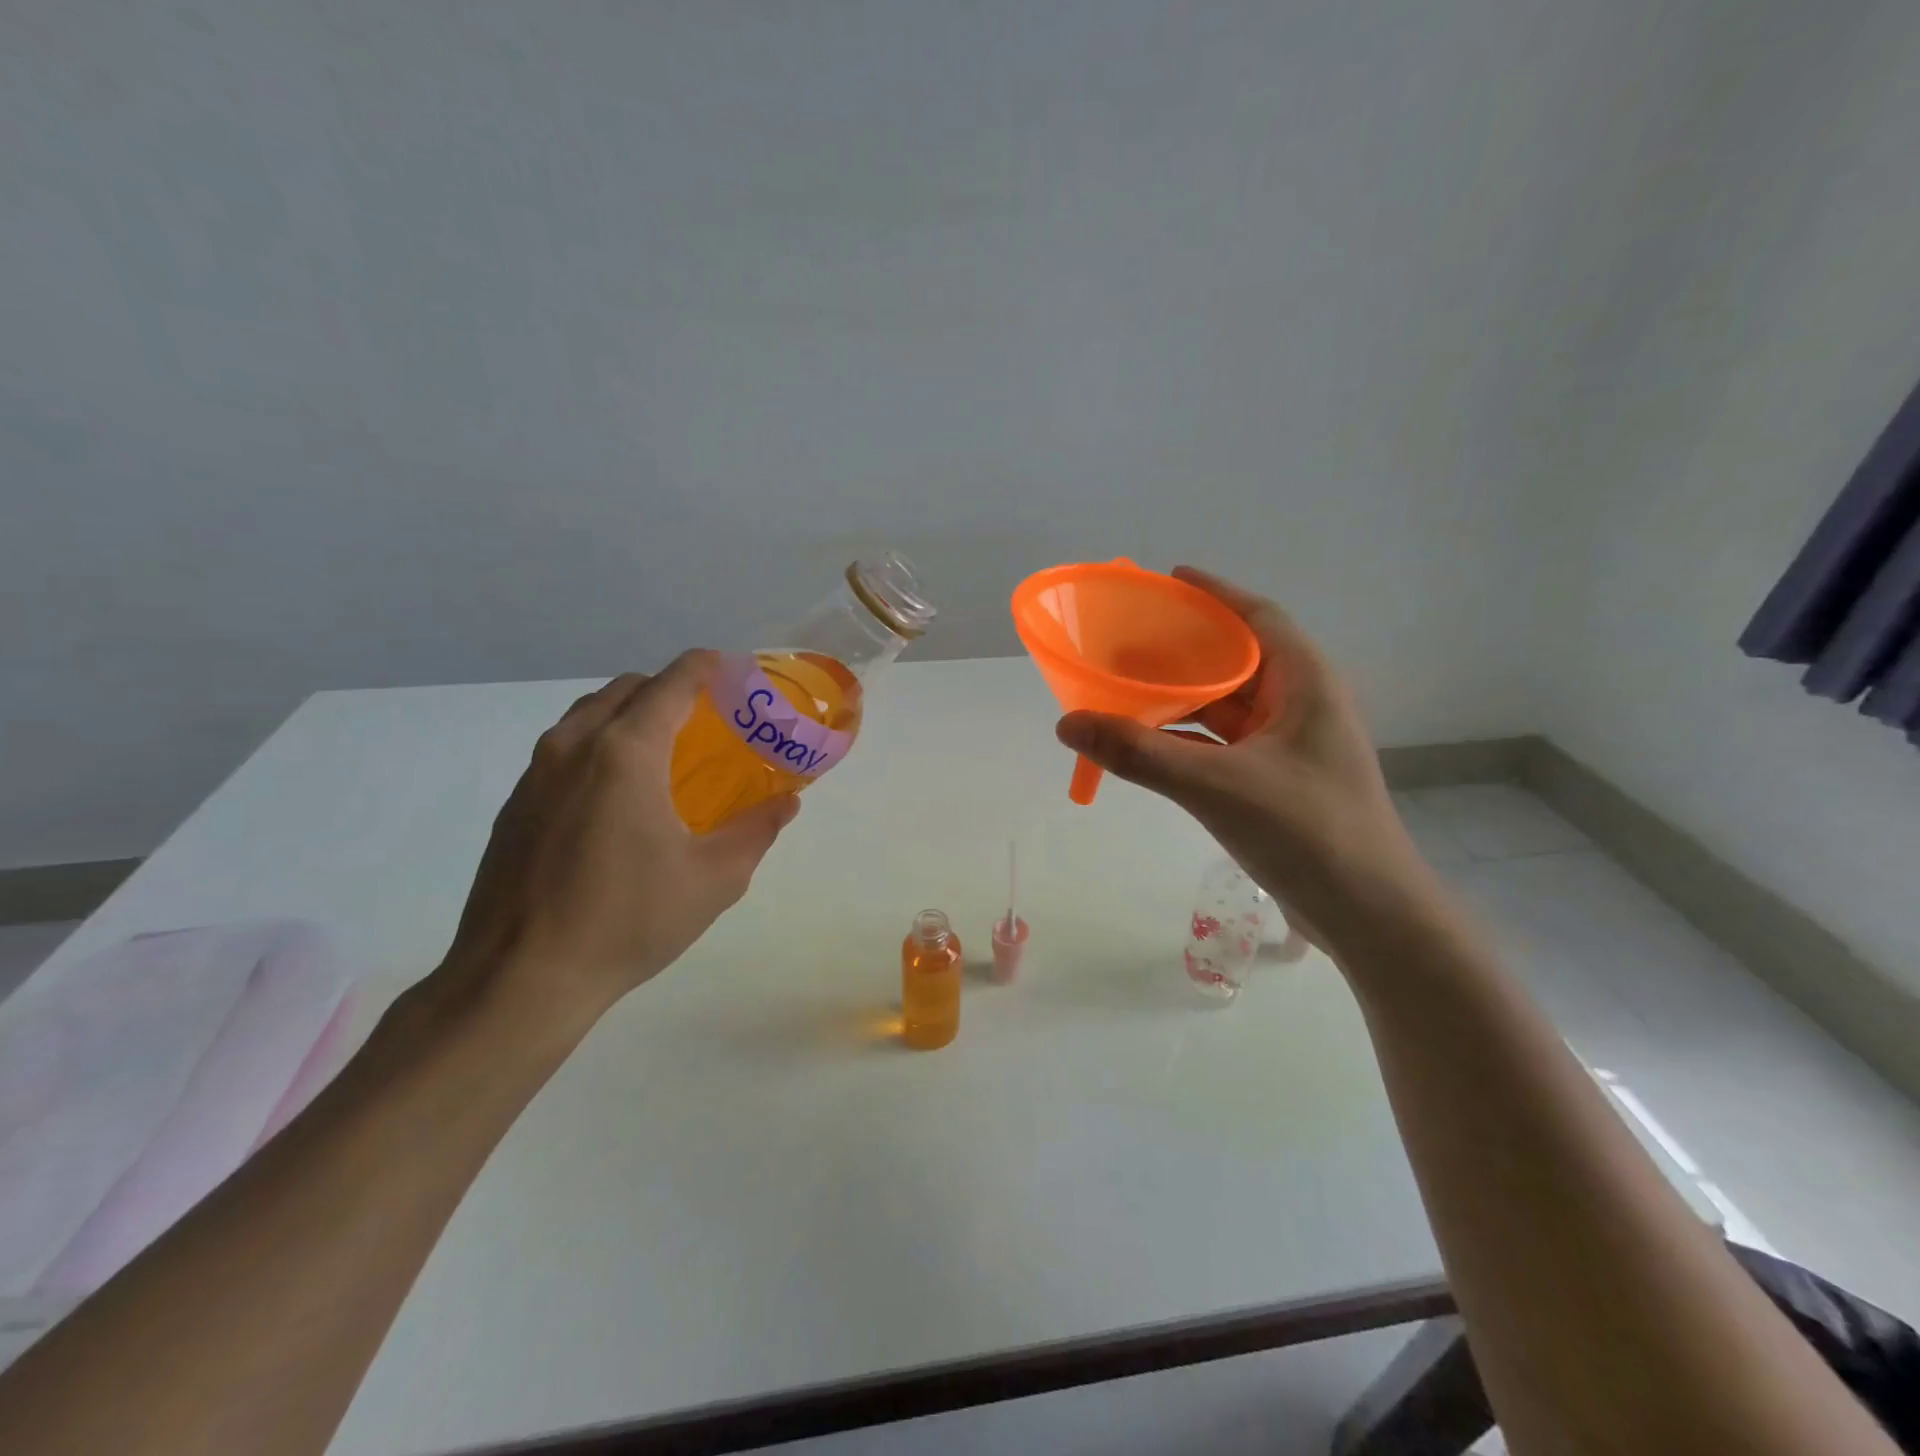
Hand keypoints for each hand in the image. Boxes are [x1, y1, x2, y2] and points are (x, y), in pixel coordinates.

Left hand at [439, 651, 798, 1025]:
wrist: (520, 979)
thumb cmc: (627, 920)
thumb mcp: (715, 878)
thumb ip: (757, 829)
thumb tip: (787, 802)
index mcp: (626, 752)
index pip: (672, 683)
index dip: (707, 667)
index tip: (734, 672)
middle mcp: (574, 746)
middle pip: (627, 689)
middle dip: (670, 689)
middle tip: (707, 720)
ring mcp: (536, 774)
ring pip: (588, 715)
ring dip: (630, 715)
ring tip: (663, 753)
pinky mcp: (516, 805)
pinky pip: (563, 749)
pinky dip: (598, 746)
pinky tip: (617, 798)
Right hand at [1055, 568, 1429, 944]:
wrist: (1368, 914)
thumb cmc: (1307, 832)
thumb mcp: (1216, 785)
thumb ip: (1139, 753)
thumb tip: (1068, 724)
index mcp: (1305, 683)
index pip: (1258, 617)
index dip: (1215, 594)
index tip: (1168, 581)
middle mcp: (1301, 704)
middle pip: (1237, 659)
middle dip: (1185, 647)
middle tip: (1130, 639)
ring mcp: (1290, 746)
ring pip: (1228, 704)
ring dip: (1183, 696)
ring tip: (1128, 685)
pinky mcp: (1277, 780)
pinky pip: (1223, 742)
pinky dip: (1187, 737)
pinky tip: (1149, 740)